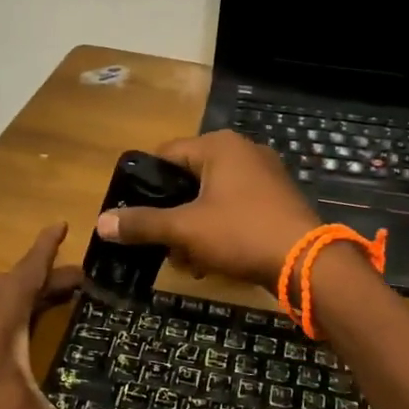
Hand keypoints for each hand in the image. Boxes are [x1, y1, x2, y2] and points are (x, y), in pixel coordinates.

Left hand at [0, 224, 106, 408]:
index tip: (64, 221)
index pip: (35, 265)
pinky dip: (13, 310)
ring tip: (54, 295)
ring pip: (6, 295)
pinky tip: (15, 331)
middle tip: (84, 276)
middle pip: (26, 280)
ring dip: (30, 291)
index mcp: (7, 306)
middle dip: (54, 275)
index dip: (50, 244)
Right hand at [94, 131, 321, 293]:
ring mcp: (264, 175)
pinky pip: (236, 208)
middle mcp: (243, 151)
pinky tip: (214, 261)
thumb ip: (143, 224)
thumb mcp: (185, 229)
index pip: (166, 154)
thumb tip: (101, 222)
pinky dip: (220, 230)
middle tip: (163, 244)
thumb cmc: (241, 234)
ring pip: (212, 198)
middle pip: (189, 179)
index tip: (133, 212)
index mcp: (219, 146)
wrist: (307, 262)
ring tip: (188, 260)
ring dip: (194, 228)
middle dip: (173, 215)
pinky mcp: (277, 199)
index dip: (145, 183)